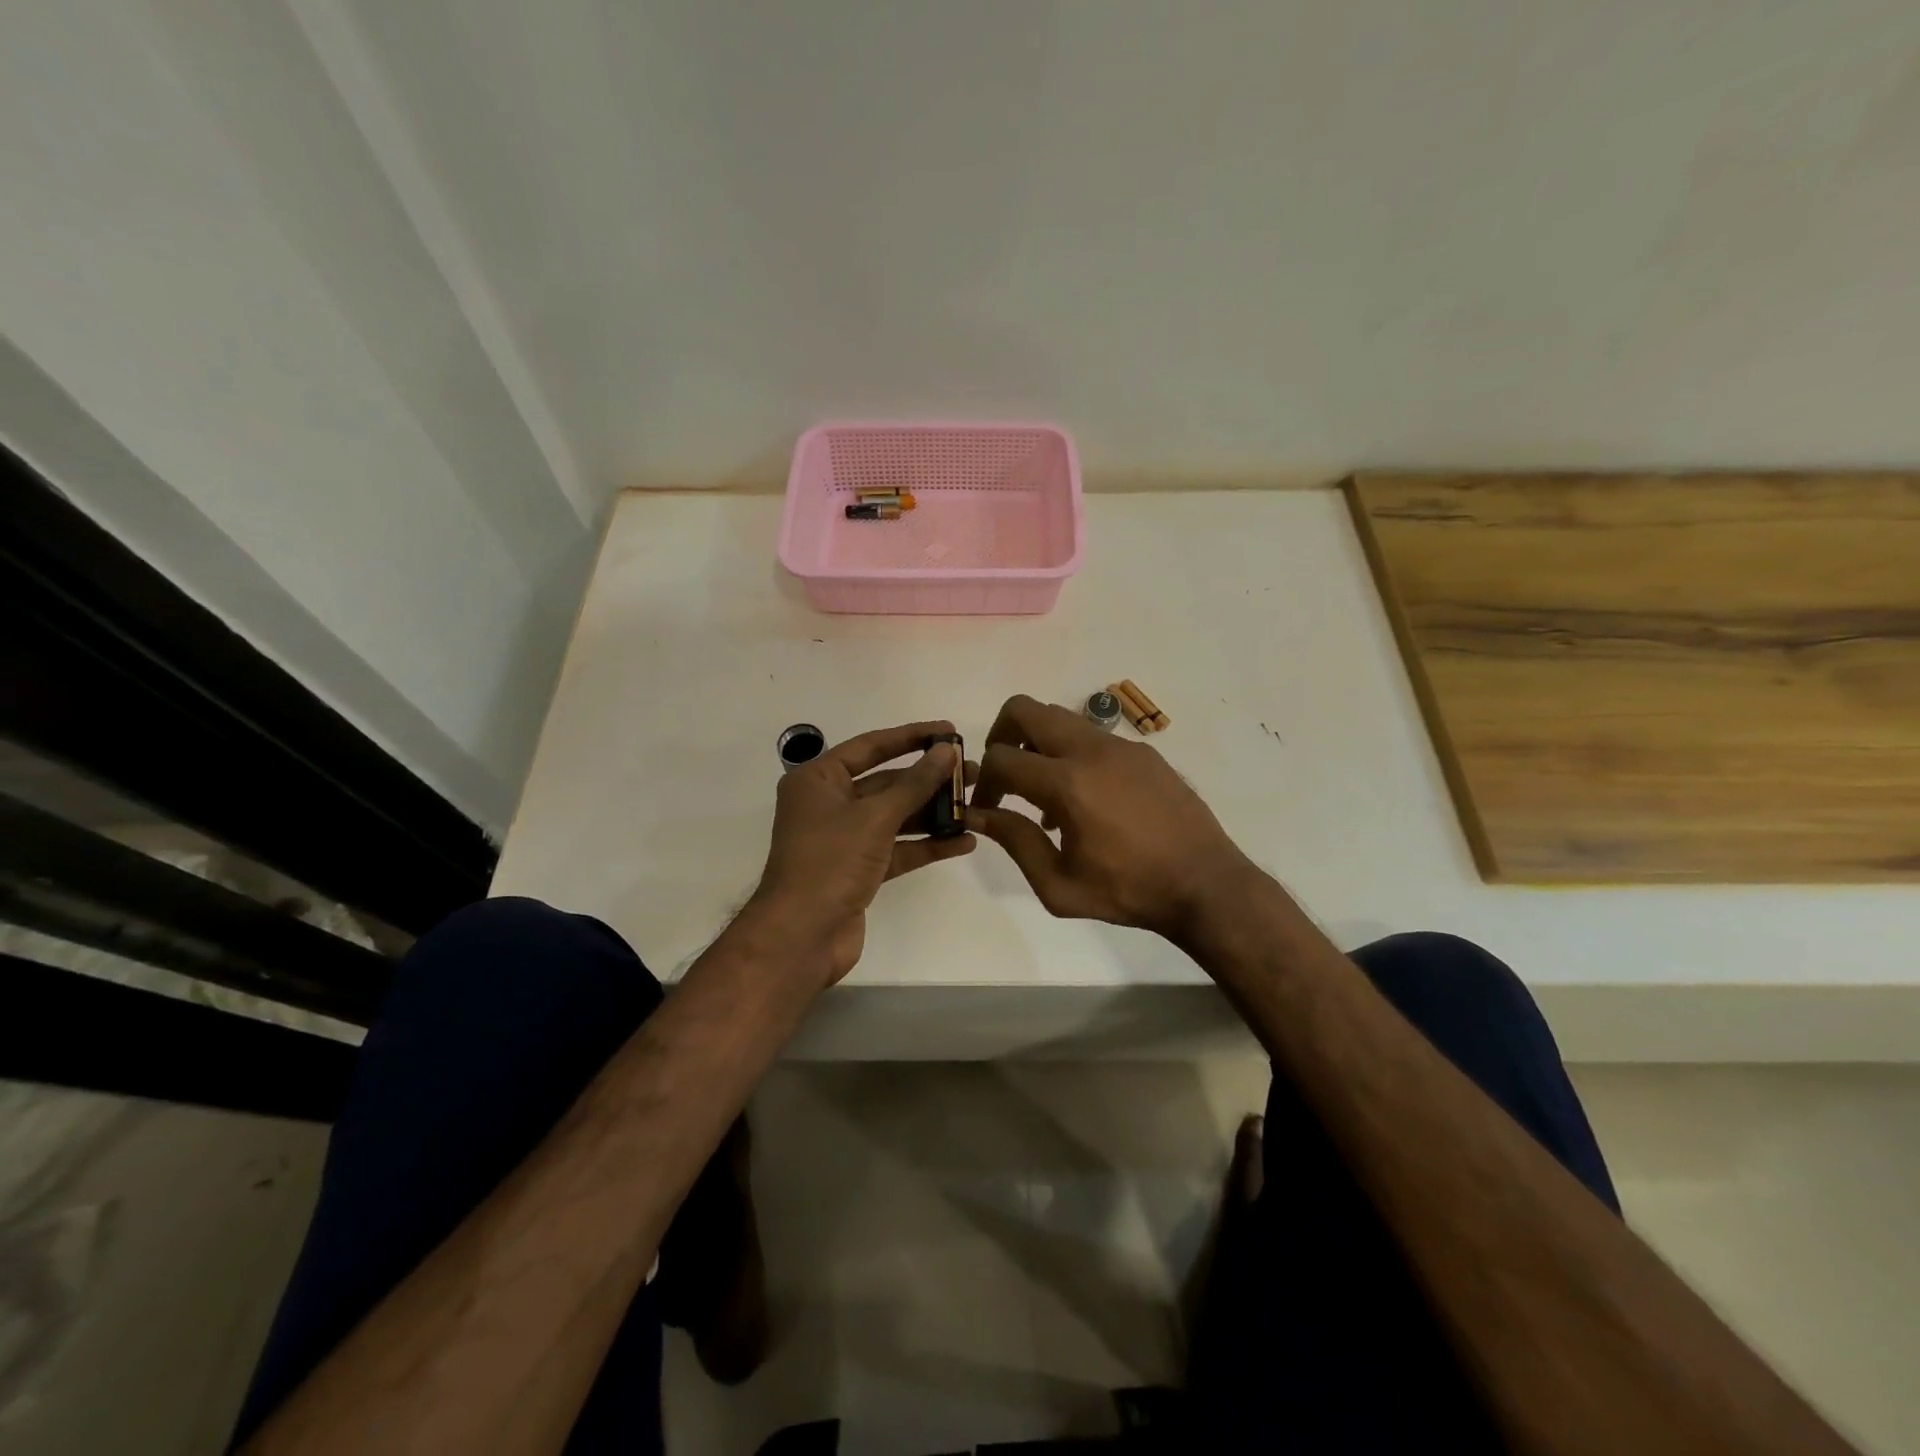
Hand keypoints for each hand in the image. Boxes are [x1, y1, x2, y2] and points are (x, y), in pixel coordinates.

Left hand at [750, 720, 976, 986]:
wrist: (801, 936)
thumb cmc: (830, 862)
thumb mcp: (875, 817)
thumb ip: (915, 783)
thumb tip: (947, 750)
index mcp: (818, 780)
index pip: (871, 746)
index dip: (912, 736)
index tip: (949, 730)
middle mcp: (830, 804)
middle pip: (887, 782)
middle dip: (929, 778)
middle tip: (972, 771)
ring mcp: (845, 839)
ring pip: (896, 817)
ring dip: (933, 812)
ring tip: (976, 804)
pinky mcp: (860, 870)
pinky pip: (898, 849)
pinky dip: (927, 845)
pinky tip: (965, 842)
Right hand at [967, 695, 1257, 940]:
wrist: (1205, 884)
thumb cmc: (1128, 892)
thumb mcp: (1058, 884)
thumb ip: (1014, 841)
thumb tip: (977, 814)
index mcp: (1067, 784)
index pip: (1001, 758)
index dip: (983, 783)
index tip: (986, 809)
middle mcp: (1090, 750)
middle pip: (1023, 709)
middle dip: (1000, 737)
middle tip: (1004, 775)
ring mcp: (1120, 745)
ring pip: (1059, 717)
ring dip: (1037, 744)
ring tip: (1045, 795)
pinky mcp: (1143, 751)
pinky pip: (1092, 737)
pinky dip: (1072, 755)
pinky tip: (1086, 801)